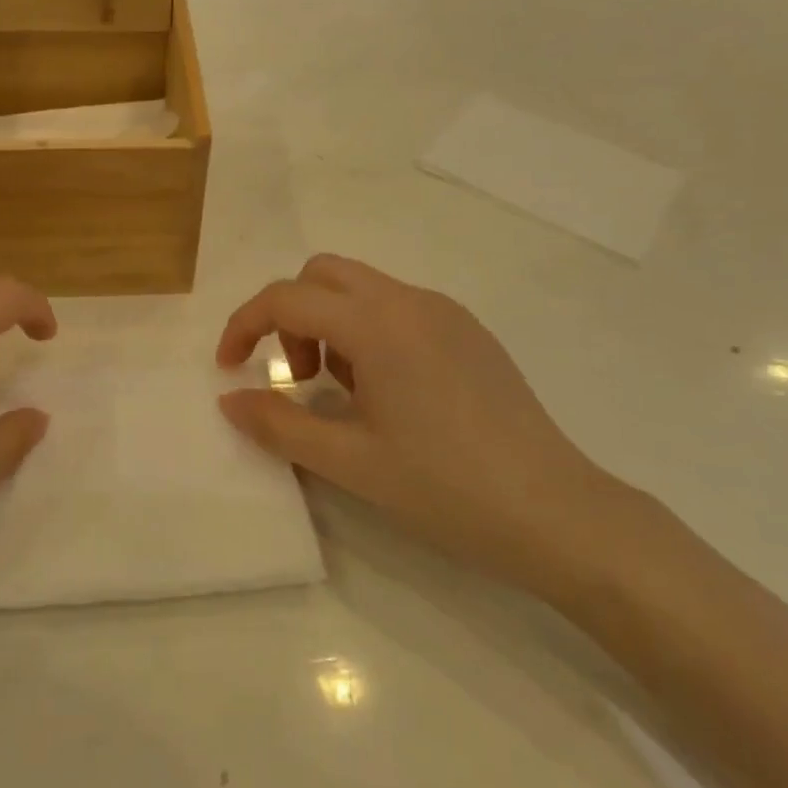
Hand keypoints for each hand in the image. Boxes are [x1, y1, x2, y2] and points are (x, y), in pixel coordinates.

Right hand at [215, 255, 633, 598]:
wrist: (558, 514)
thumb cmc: (445, 488)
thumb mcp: (348, 461)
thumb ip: (278, 424)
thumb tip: (229, 399)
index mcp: (378, 324)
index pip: (287, 297)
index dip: (244, 326)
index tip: (229, 369)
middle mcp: (410, 301)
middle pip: (323, 274)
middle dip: (290, 316)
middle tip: (298, 379)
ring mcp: (446, 313)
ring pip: (362, 288)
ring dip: (329, 324)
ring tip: (344, 395)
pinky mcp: (469, 333)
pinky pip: (398, 308)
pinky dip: (367, 332)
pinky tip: (387, 395)